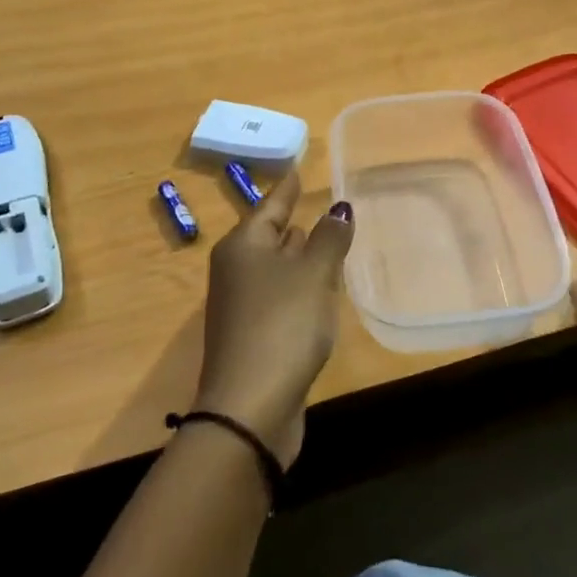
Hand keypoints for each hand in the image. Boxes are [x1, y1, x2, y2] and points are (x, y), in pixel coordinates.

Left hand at [194, 171, 353, 468]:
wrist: (250, 407)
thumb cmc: (282, 325)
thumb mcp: (312, 275)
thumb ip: (329, 239)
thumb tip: (339, 208)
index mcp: (243, 247)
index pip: (270, 205)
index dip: (287, 188)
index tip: (298, 169)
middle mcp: (237, 270)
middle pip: (268, 236)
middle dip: (291, 220)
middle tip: (315, 201)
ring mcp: (243, 305)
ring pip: (275, 267)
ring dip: (298, 254)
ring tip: (323, 238)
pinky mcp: (255, 336)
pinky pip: (281, 296)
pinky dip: (299, 285)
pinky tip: (320, 288)